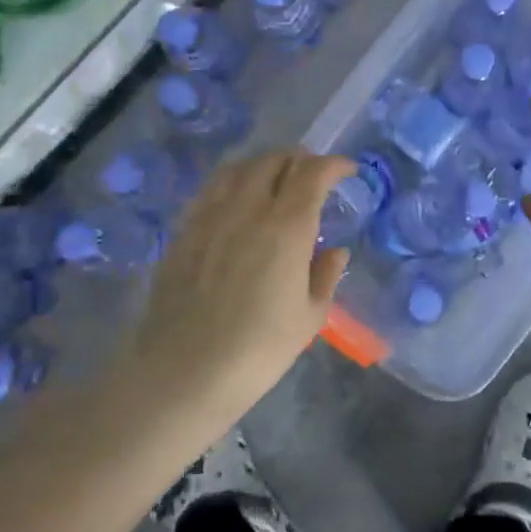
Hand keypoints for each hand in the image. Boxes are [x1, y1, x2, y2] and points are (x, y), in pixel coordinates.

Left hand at [130, 152, 352, 429]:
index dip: (334, 164)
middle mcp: (247, 209)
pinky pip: (210, 190)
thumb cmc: (259, 349)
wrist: (185, 372)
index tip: (348, 171)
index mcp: (286, 227)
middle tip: (313, 176)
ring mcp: (209, 217)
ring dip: (263, 165)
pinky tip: (237, 203)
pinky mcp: (182, 232)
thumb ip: (325, 275)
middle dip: (300, 159)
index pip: (312, 173)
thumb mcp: (309, 317)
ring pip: (237, 168)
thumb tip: (334, 251)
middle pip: (273, 160)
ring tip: (275, 180)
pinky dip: (232, 183)